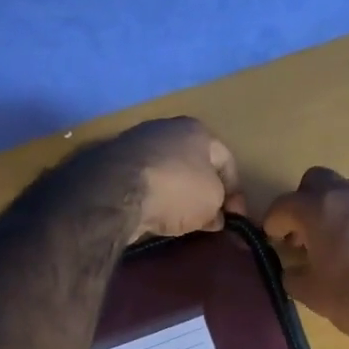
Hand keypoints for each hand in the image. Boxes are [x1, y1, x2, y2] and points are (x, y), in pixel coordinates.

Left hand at [94, 117, 245, 240]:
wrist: (117, 192)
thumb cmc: (177, 189)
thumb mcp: (212, 202)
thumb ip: (219, 208)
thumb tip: (215, 218)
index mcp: (197, 130)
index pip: (226, 161)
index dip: (235, 192)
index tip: (235, 218)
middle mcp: (166, 128)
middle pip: (195, 164)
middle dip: (204, 191)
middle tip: (209, 218)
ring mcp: (136, 143)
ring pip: (168, 172)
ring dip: (178, 194)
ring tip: (181, 220)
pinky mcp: (113, 163)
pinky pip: (144, 182)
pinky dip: (153, 197)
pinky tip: (155, 214)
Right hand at [262, 168, 348, 348]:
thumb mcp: (313, 294)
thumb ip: (293, 276)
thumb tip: (291, 269)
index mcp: (319, 209)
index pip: (284, 204)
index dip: (273, 222)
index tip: (273, 240)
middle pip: (316, 181)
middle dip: (304, 203)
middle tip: (303, 234)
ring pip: (347, 192)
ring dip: (334, 210)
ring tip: (334, 244)